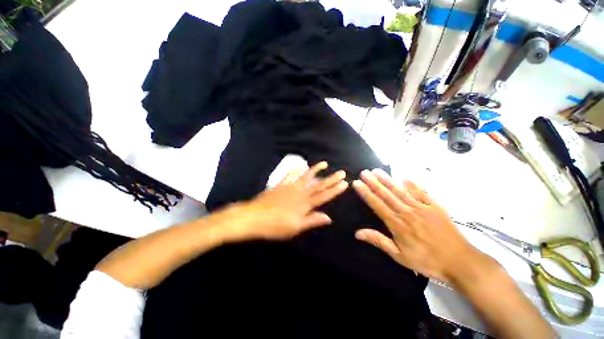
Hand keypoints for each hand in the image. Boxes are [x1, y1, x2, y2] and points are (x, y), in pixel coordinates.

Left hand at [232, 162, 347, 240]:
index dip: (335, 190)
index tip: (344, 183)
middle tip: (341, 172)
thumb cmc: (275, 226)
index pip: (324, 196)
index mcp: (304, 204)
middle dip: (331, 178)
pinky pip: (290, 175)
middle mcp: (300, 193)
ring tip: (324, 163)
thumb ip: (312, 220)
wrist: (254, 217)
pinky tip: (301, 164)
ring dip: (316, 170)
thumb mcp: (295, 228)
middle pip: (318, 185)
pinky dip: (296, 169)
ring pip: (306, 177)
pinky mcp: (280, 185)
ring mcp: (290, 187)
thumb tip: (328, 217)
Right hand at [352, 169, 480, 281]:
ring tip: (377, 171)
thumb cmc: (427, 260)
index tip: (357, 183)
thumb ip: (378, 241)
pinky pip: (422, 193)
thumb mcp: (399, 256)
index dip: (366, 193)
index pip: (377, 204)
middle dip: (373, 182)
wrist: (460, 262)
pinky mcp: (435, 207)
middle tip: (364, 172)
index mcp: (397, 224)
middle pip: (387, 194)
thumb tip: (357, 233)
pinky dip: (413, 185)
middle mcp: (407, 212)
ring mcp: (422, 208)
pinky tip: (405, 178)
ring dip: (387, 180)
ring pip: (400, 191)